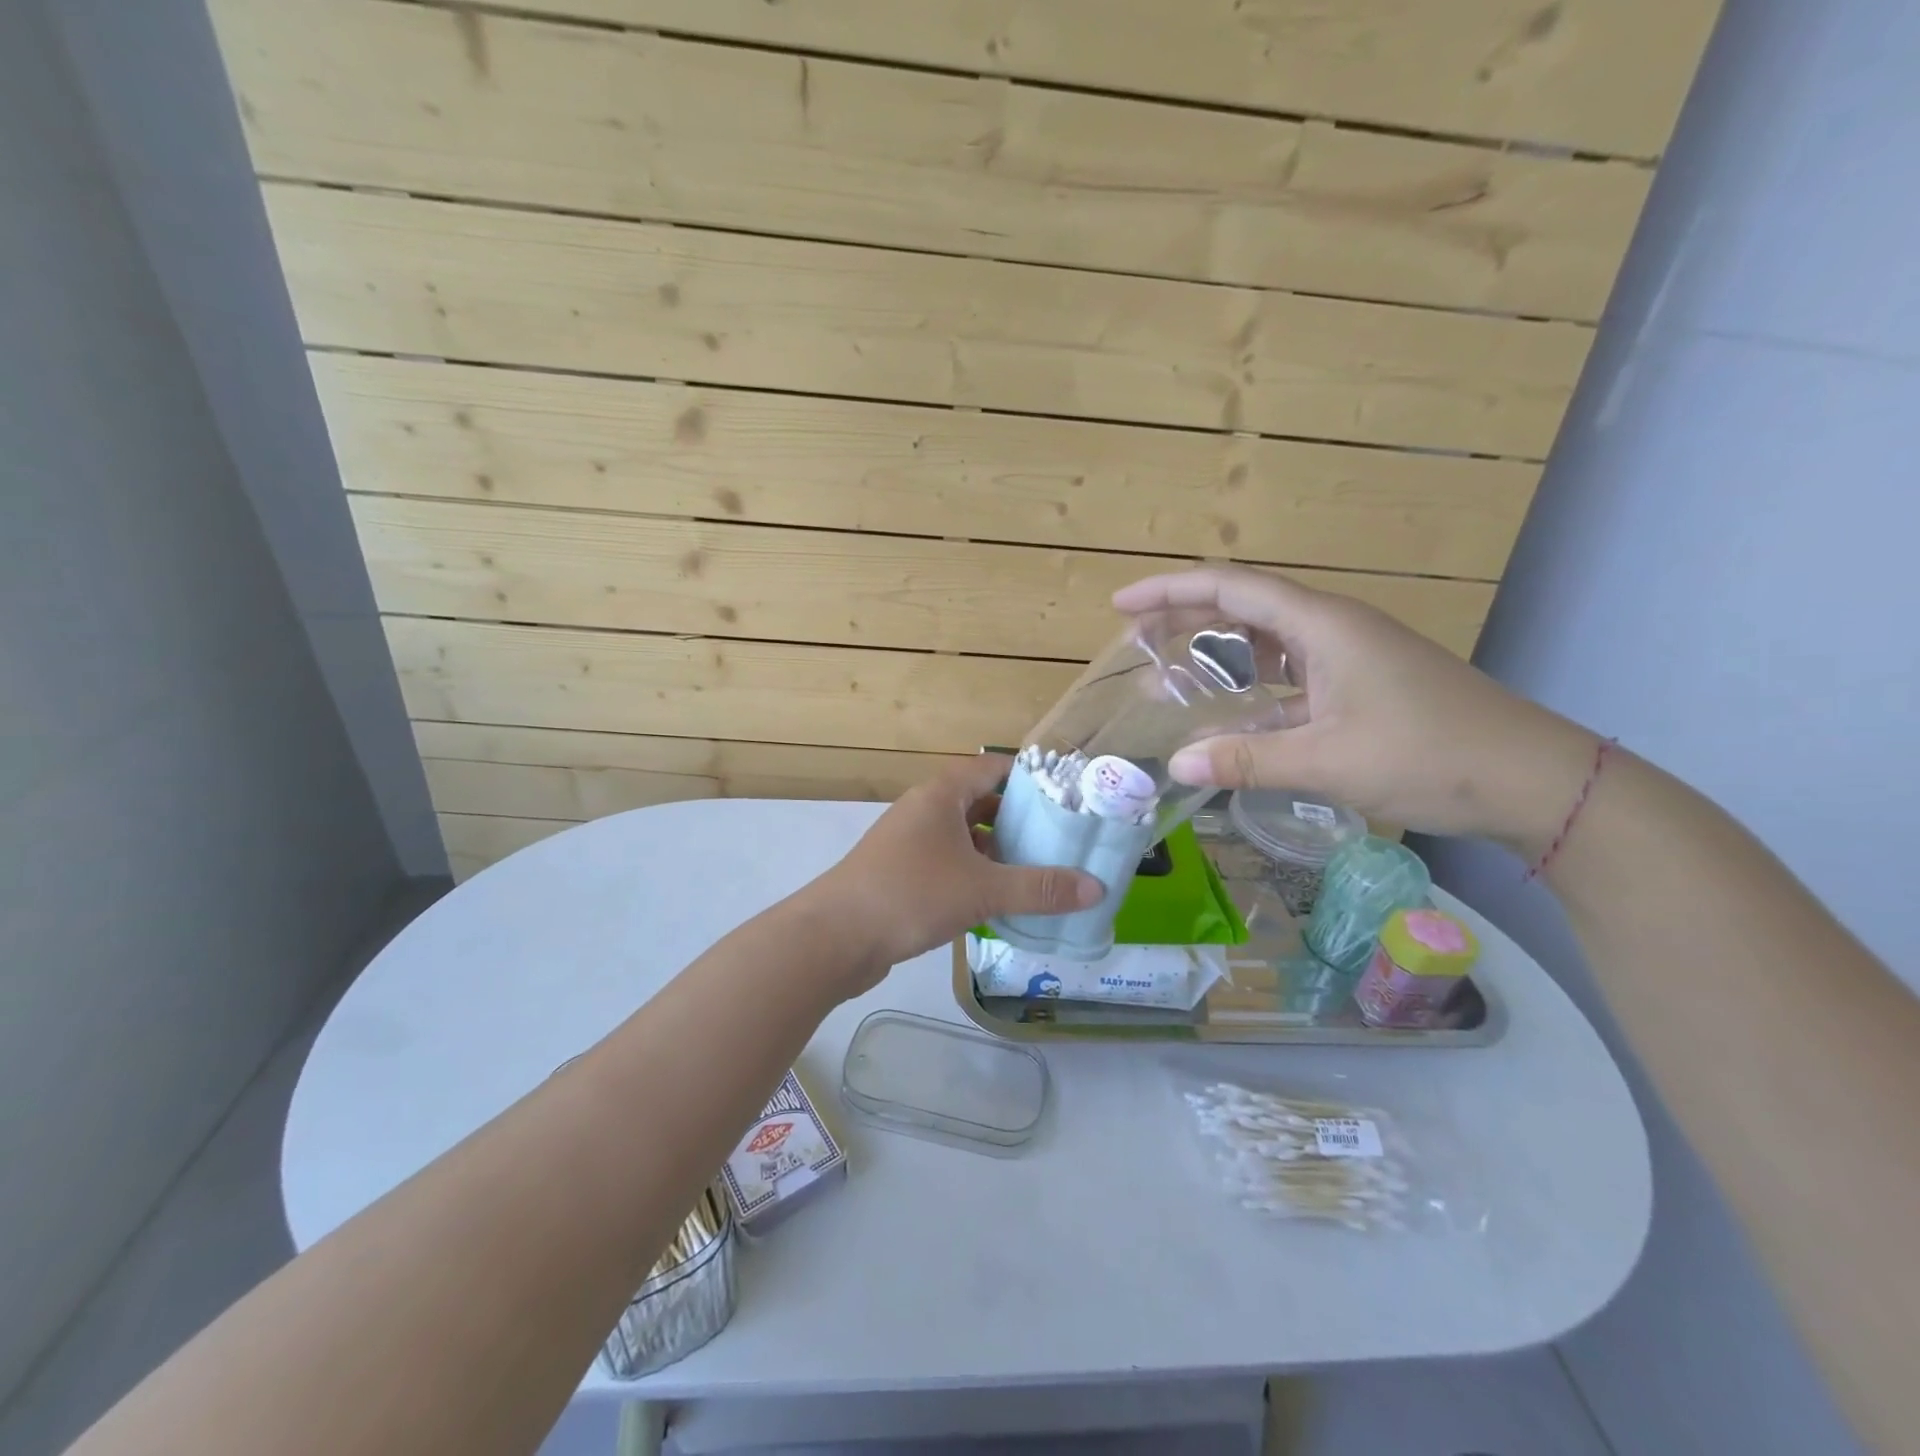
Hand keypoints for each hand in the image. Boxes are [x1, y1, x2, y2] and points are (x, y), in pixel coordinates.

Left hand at [805, 755, 1101, 982]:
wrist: (834, 936)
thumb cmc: (910, 894)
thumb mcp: (982, 890)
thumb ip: (1040, 888)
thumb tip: (1097, 887)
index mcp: (941, 795)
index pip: (993, 769)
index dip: (1030, 778)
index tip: (1067, 797)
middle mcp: (924, 810)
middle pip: (981, 803)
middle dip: (1019, 820)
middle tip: (1061, 839)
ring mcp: (909, 842)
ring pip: (964, 837)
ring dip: (997, 851)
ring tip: (1039, 870)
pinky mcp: (900, 873)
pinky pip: (948, 863)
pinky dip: (974, 874)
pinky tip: (998, 900)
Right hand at [1113, 566, 1599, 854]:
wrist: (1531, 779)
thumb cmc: (1430, 756)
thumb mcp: (1327, 761)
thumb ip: (1246, 760)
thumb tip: (1176, 765)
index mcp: (1322, 624)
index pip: (1230, 587)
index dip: (1170, 591)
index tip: (1121, 607)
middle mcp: (1332, 628)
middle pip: (1244, 606)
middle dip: (1186, 620)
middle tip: (1138, 645)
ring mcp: (1349, 655)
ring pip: (1267, 641)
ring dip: (1219, 656)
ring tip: (1174, 681)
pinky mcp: (1360, 684)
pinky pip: (1290, 673)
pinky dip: (1253, 688)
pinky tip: (1233, 718)